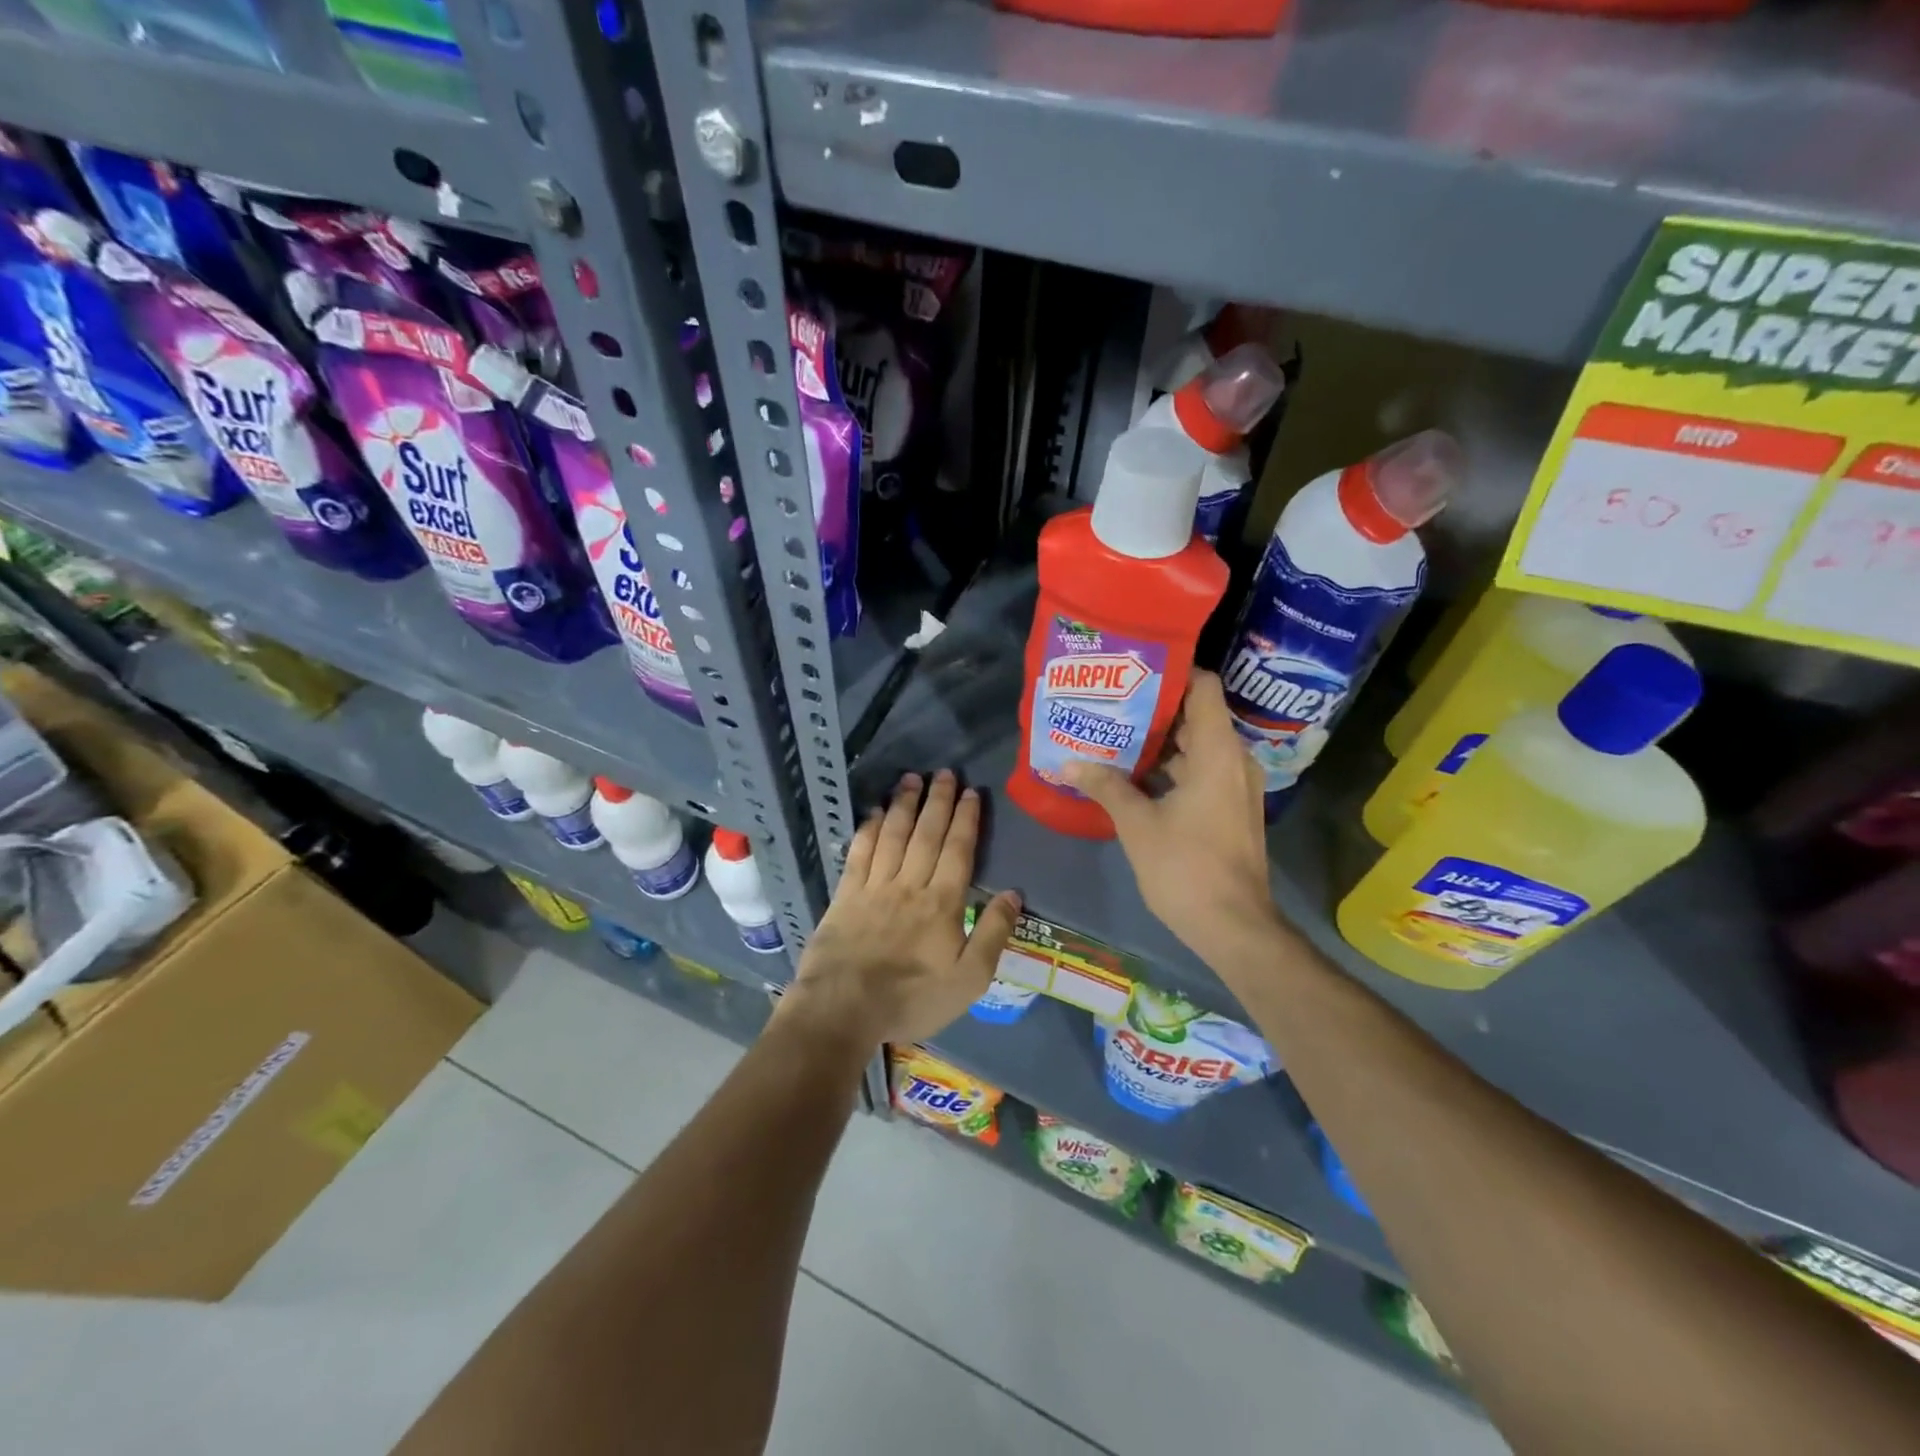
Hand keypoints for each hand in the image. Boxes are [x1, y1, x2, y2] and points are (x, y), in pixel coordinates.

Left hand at [786, 770, 1020, 1047]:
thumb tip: (1013, 893)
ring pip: (893, 835)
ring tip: (911, 778)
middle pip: (926, 833)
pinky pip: (860, 853)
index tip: (972, 792)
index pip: (958, 850)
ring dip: (904, 804)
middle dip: (937, 800)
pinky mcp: (845, 895)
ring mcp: (874, 887)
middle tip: (944, 773)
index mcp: (942, 903)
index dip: (966, 819)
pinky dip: (868, 829)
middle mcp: (909, 884)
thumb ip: (993, 934)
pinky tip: (874, 812)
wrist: (843, 1009)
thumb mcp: (969, 979)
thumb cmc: (912, 998)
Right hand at [1065, 670, 1280, 959]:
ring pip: (1198, 746)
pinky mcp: (1232, 809)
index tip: (1133, 671)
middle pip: (1197, 715)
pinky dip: (1173, 767)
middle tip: (1112, 703)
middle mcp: (1234, 760)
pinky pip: (1203, 771)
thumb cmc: (1185, 868)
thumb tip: (1067, 763)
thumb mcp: (1138, 824)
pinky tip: (1135, 776)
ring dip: (1161, 742)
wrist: (1234, 926)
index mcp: (1217, 752)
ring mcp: (1237, 786)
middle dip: (1154, 709)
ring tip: (1116, 735)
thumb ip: (1105, 786)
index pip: (1204, 687)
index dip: (1172, 672)